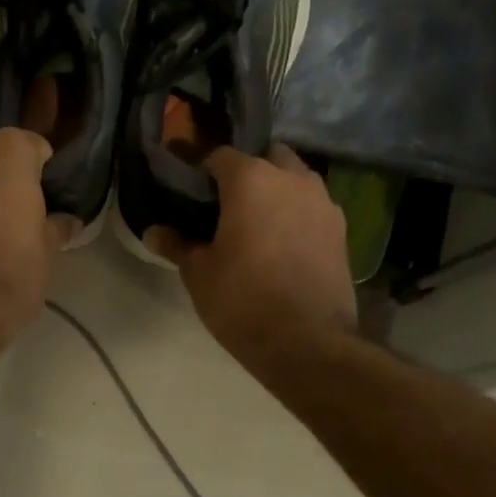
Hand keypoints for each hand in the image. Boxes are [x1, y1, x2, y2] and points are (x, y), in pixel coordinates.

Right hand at [145, 144, 357, 374]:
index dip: (198, 163)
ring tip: (254, 219)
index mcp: (251, 180)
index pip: (219, 155)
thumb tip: (153, 232)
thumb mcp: (198, 273)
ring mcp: (323, 203)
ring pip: (295, 179)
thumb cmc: (241, 299)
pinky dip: (295, 213)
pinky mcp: (341, 230)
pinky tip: (280, 240)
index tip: (184, 175)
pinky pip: (311, 207)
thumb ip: (177, 244)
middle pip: (265, 158)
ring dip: (275, 189)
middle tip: (223, 200)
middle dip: (246, 170)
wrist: (307, 341)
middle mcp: (292, 179)